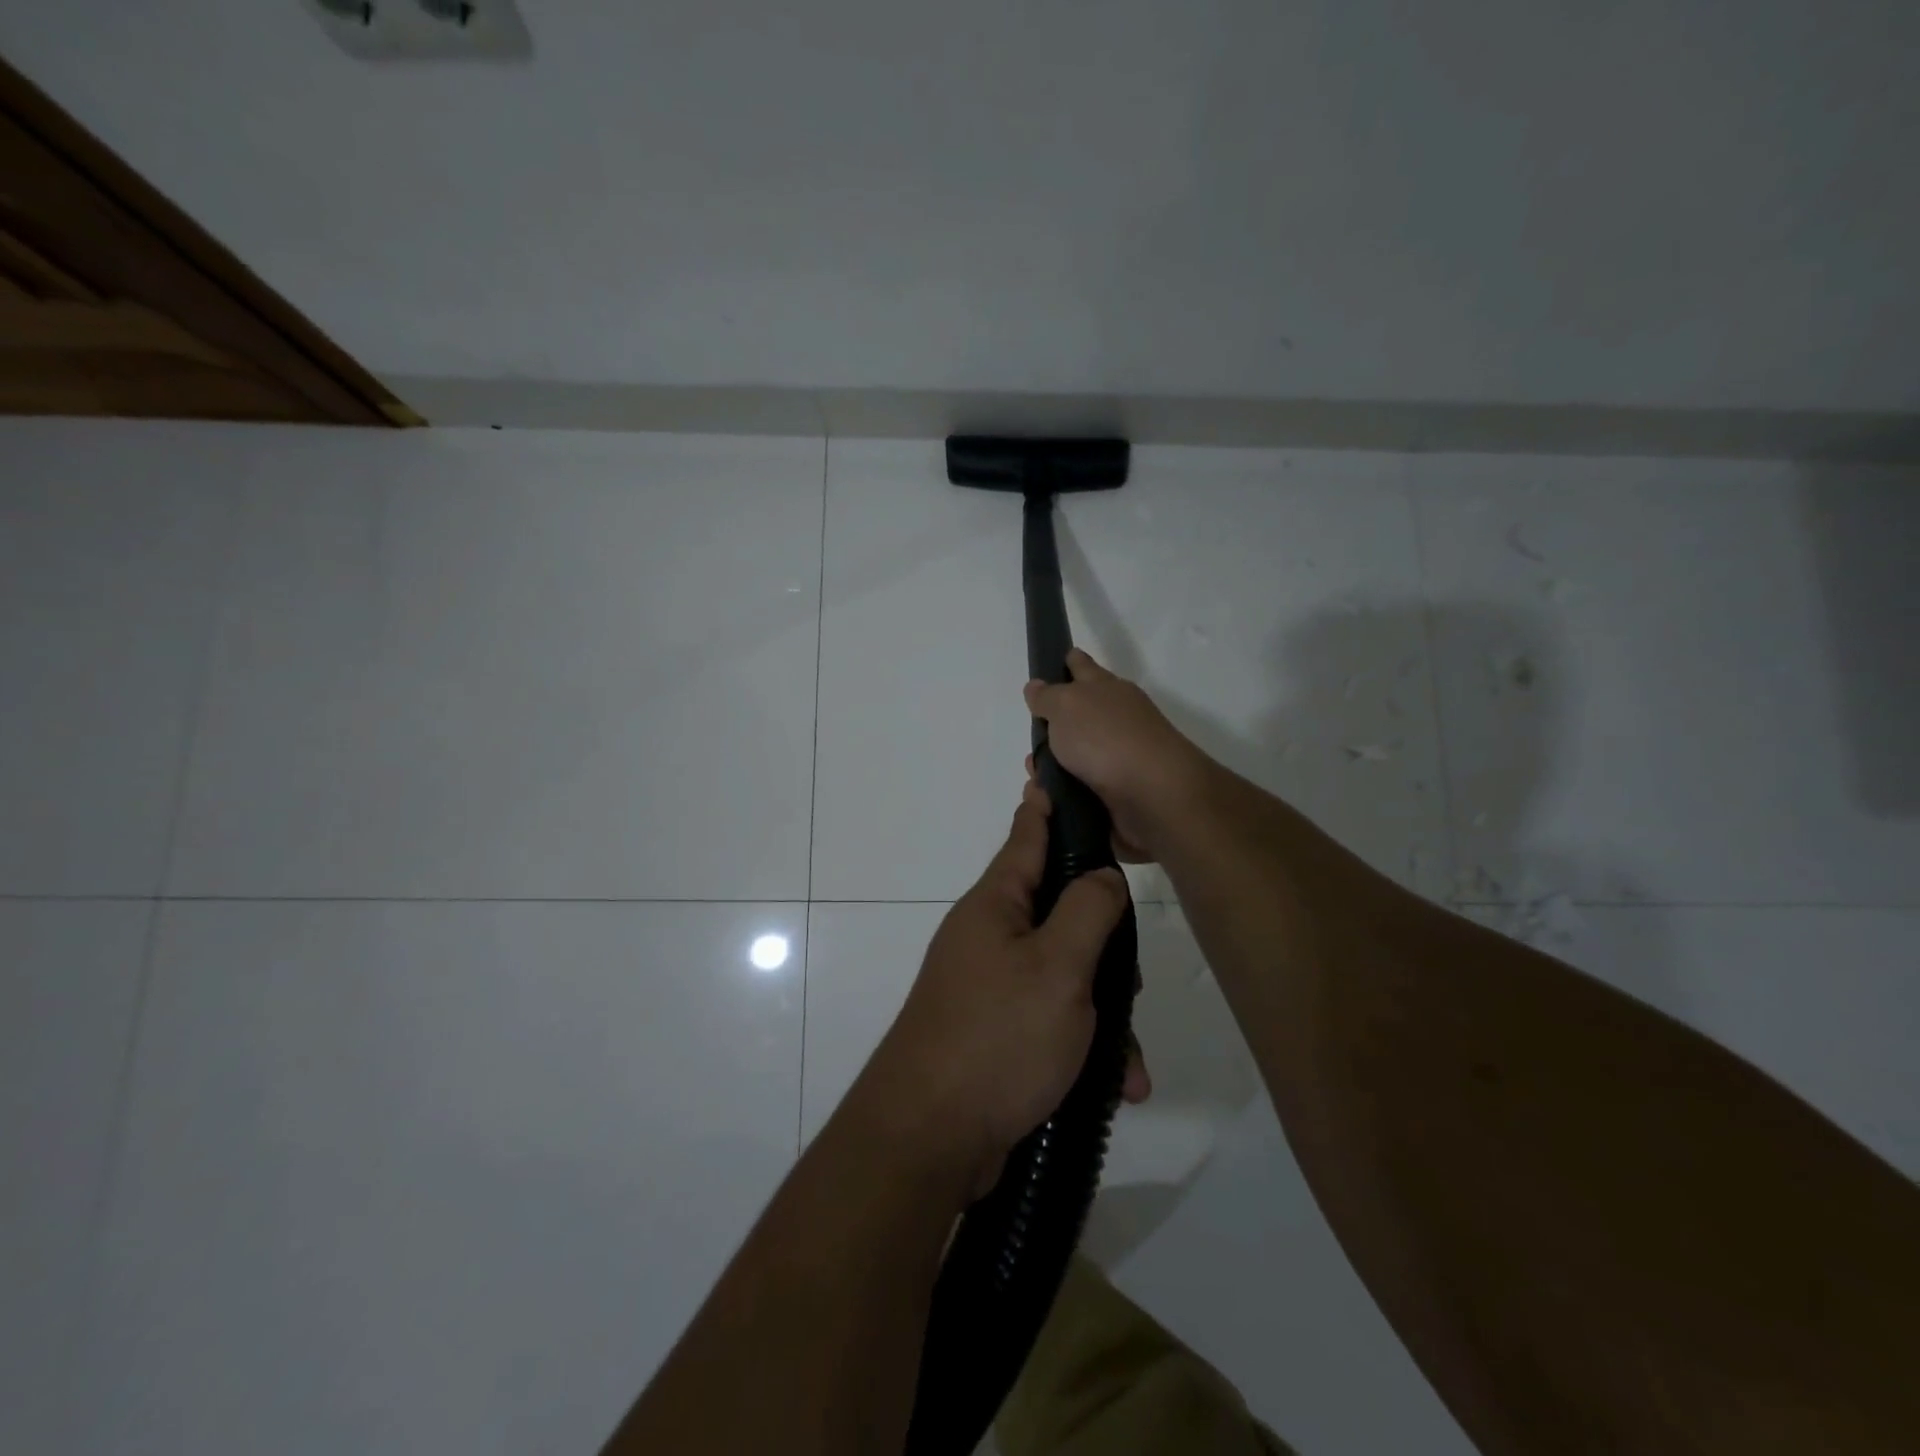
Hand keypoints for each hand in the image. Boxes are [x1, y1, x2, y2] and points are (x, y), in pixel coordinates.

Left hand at [849, 792, 1149, 1198]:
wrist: (929, 1137)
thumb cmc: (997, 1036)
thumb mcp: (1058, 967)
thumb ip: (1087, 911)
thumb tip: (1101, 874)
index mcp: (996, 905)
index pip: (1027, 836)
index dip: (1047, 806)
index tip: (1056, 774)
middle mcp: (989, 937)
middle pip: (1059, 913)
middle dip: (1102, 943)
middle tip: (1130, 978)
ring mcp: (990, 985)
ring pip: (1064, 974)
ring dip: (1101, 1011)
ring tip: (1128, 1058)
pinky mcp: (996, 1032)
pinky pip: (1052, 1021)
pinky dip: (1083, 1046)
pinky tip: (1115, 1086)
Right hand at [1023, 649, 1211, 863]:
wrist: (1152, 796)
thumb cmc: (1106, 739)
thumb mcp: (1067, 706)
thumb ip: (1047, 697)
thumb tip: (1036, 687)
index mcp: (1107, 690)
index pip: (1084, 667)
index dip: (1071, 662)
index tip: (1061, 659)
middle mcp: (1116, 720)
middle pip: (1079, 716)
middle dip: (1054, 726)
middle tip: (1033, 737)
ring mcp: (1119, 758)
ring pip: (1076, 757)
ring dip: (1053, 767)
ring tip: (1034, 778)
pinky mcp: (1117, 794)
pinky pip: (1079, 789)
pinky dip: (1063, 793)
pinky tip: (1047, 800)